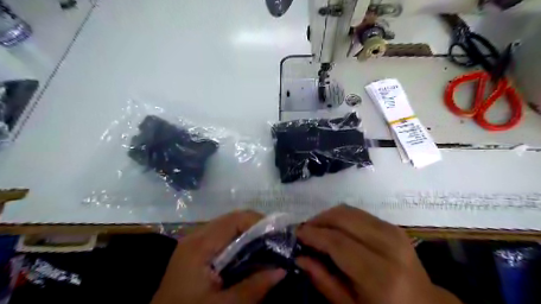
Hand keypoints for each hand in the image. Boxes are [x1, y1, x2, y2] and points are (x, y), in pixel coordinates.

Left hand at [150, 210, 283, 303]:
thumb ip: (253, 287)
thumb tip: (282, 270)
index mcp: (199, 245)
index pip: (236, 219)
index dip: (260, 223)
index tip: (280, 235)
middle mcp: (196, 237)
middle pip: (233, 220)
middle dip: (257, 228)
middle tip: (277, 242)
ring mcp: (194, 244)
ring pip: (229, 228)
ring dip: (249, 235)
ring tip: (268, 247)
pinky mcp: (195, 253)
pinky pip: (222, 239)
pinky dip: (239, 243)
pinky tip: (250, 256)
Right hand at [295, 205, 460, 303]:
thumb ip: (324, 280)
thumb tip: (300, 257)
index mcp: (380, 275)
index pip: (338, 243)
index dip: (313, 234)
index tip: (296, 233)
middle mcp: (388, 246)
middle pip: (343, 218)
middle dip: (318, 220)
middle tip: (304, 230)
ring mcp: (393, 231)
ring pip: (349, 210)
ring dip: (328, 216)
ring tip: (316, 228)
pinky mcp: (393, 225)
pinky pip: (358, 212)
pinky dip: (341, 216)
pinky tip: (333, 227)